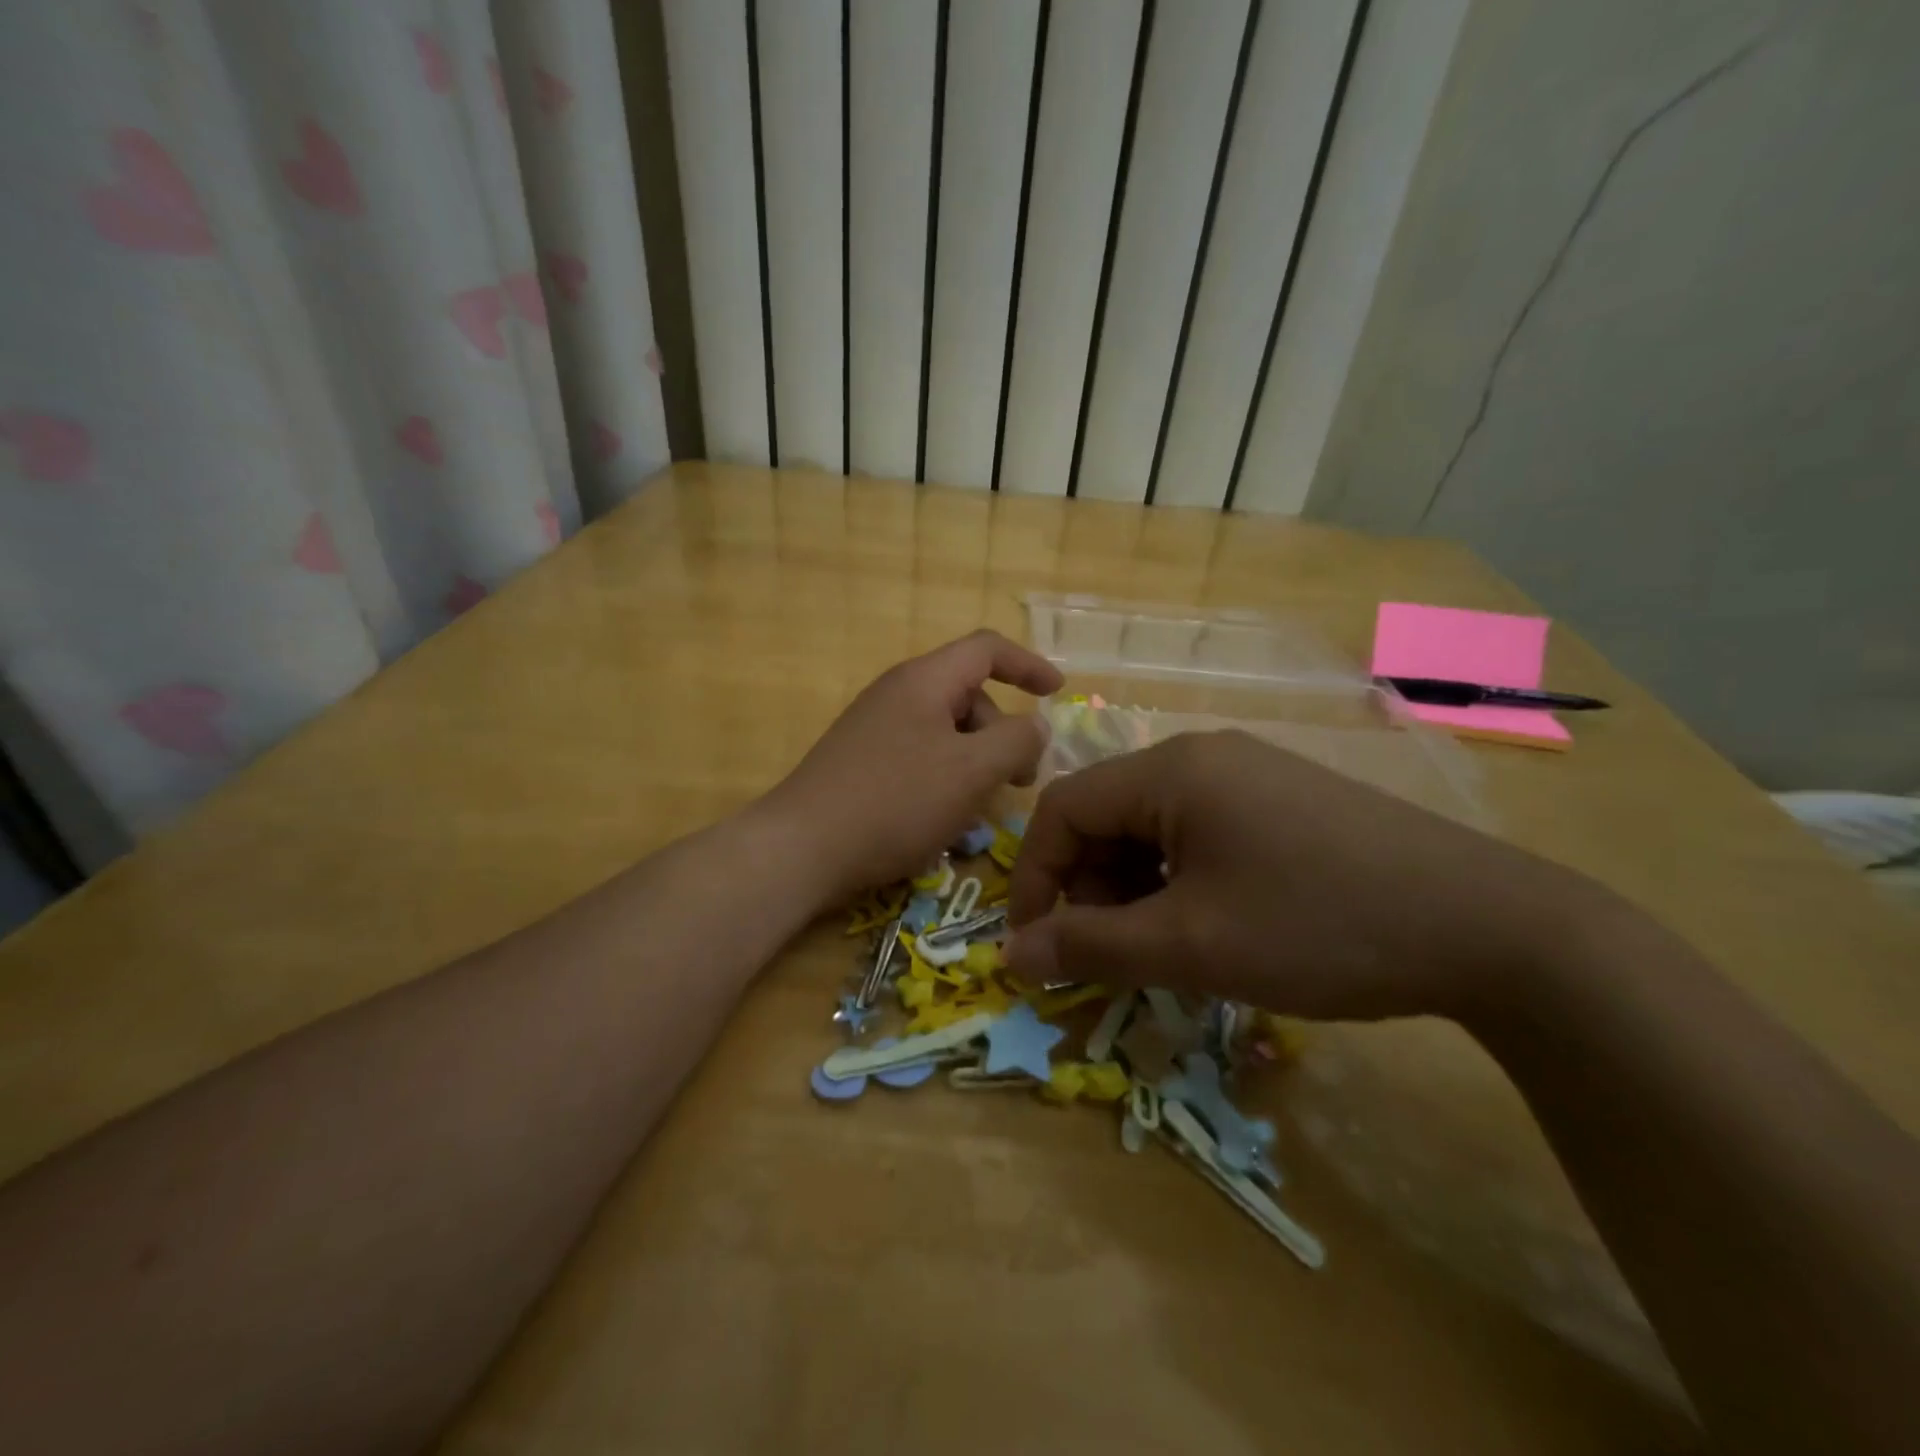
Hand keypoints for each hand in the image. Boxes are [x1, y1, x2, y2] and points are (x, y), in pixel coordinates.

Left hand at [767, 630, 1062, 903]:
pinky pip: (920, 756)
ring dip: (976, 761)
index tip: (1058, 693)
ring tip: (980, 808)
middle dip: (1003, 732)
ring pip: (946, 731)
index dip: (1028, 665)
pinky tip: (944, 818)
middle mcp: (898, 693)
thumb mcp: (971, 771)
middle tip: (1019, 782)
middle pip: (969, 695)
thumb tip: (1036, 726)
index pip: (987, 649)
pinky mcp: (862, 761)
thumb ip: (1016, 741)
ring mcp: (875, 728)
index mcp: (924, 680)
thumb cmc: (895, 801)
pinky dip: (946, 777)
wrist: (802, 848)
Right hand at [1004, 730, 1603, 1021]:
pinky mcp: (1283, 802)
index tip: (1037, 947)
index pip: (1063, 809)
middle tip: (1112, 957)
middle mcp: (1203, 757)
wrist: (1491, 928)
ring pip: (1153, 828)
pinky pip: (1200, 834)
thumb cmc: (1318, 927)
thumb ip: (1090, 947)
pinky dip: (1181, 881)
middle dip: (1091, 888)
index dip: (1036, 879)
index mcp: (1171, 770)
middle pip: (1108, 816)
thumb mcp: (1190, 946)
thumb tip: (1012, 953)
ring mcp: (1248, 775)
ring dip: (1136, 889)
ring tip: (1167, 949)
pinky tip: (1214, 926)